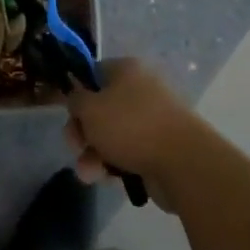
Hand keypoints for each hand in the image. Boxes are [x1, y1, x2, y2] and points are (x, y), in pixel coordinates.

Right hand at [64, 58, 207, 212]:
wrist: (182, 163)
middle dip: (83, 132)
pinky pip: (127, 153)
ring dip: (93, 154)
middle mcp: (140, 90)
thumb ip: (75, 99)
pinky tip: (106, 179)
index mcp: (127, 70)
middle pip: (100, 108)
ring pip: (111, 135)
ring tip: (89, 173)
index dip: (77, 93)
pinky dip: (114, 165)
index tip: (67, 113)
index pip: (93, 73)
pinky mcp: (158, 148)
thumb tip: (78, 98)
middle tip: (76, 146)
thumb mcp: (89, 108)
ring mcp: (152, 120)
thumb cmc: (130, 126)